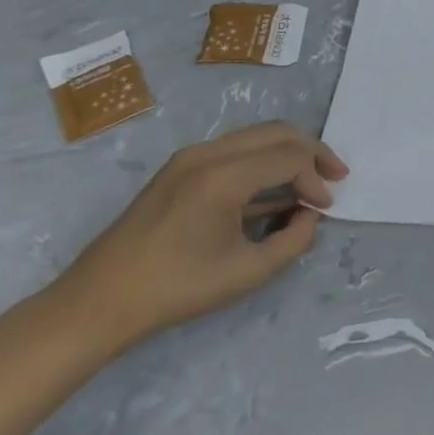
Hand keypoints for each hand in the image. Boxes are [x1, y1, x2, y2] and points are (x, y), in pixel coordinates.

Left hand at [53, 122, 348, 349]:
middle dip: (313, 152)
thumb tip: (309, 215)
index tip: (325, 209)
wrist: (98, 302)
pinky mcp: (179, 169)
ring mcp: (189, 158)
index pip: (290, 158)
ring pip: (256, 136)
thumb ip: (294, 239)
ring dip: (288, 154)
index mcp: (223, 177)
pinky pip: (235, 150)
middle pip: (277, 133)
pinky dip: (263, 161)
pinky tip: (275, 192)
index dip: (316, 180)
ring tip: (310, 182)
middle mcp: (207, 154)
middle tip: (335, 177)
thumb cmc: (177, 288)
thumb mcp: (249, 271)